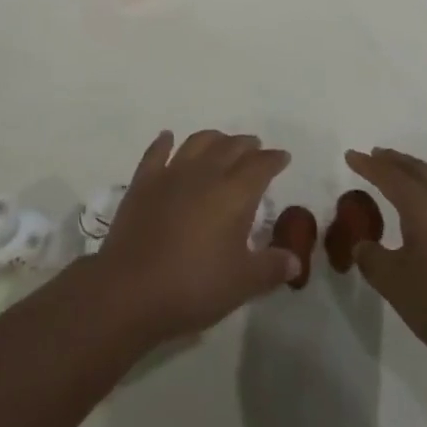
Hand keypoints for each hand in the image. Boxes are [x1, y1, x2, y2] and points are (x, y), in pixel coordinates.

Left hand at [94, 131, 296, 345]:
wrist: (131, 289)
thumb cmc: (194, 286)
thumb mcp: (243, 283)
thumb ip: (272, 267)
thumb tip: (295, 259)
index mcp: (234, 193)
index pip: (260, 166)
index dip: (274, 159)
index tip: (282, 157)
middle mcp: (205, 173)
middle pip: (230, 147)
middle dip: (246, 145)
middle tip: (255, 147)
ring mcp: (171, 173)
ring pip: (197, 142)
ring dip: (214, 138)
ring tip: (221, 141)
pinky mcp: (143, 181)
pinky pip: (157, 152)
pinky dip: (165, 142)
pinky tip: (168, 137)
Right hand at [345, 148, 426, 380]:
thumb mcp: (396, 285)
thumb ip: (372, 259)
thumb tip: (363, 245)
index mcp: (423, 206)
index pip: (389, 176)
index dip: (367, 165)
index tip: (350, 155)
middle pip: (416, 170)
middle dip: (393, 161)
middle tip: (374, 156)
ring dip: (415, 171)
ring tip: (402, 174)